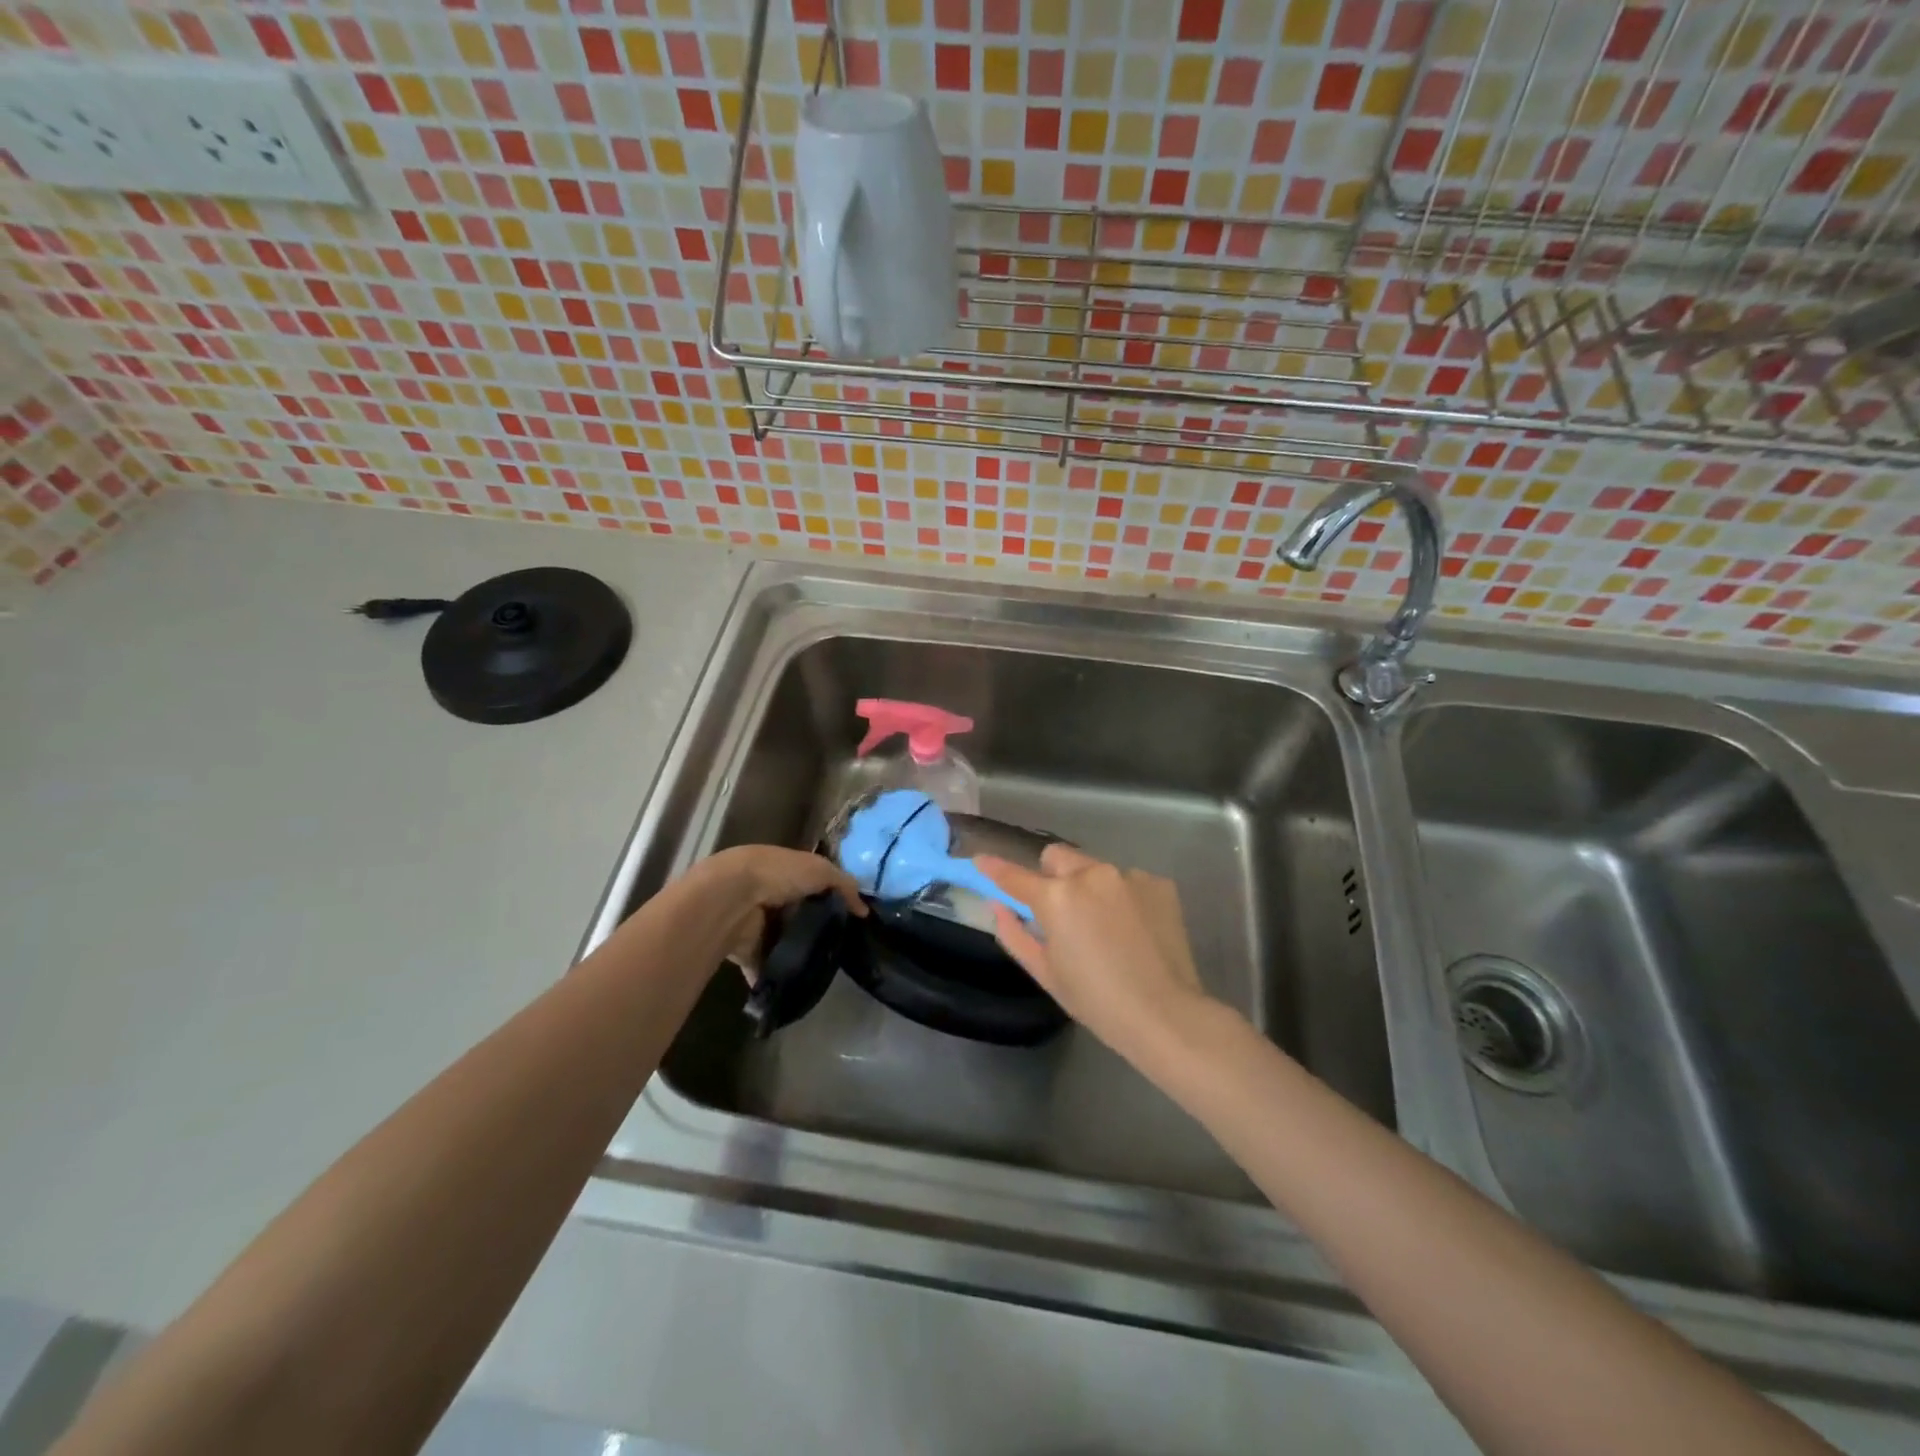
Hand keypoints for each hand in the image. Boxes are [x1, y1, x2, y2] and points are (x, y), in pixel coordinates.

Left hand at [689, 845, 865, 976]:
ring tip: (823, 970)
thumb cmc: (778, 875)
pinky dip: (775, 977)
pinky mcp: (745, 949)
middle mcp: (770, 896)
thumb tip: (863, 910)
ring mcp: (756, 924)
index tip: (850, 920)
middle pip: (798, 916)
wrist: (731, 898)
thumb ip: (844, 886)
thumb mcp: (820, 871)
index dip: (830, 899)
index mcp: (785, 871)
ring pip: (783, 942)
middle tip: (840, 949)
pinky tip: (796, 987)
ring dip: (797, 955)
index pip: (812, 885)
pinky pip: (764, 967)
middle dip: (815, 930)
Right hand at [975, 845, 1210, 1061]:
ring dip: (1091, 887)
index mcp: (1057, 897)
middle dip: (1053, 877)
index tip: (982, 860)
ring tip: (1107, 927)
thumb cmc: (1096, 1001)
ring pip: (1095, 868)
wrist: (1165, 1013)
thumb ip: (1014, 934)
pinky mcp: (1158, 882)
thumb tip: (998, 907)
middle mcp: (1091, 873)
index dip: (995, 868)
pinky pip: (1128, 881)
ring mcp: (1128, 875)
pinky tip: (1136, 929)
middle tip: (1063, 913)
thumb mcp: (1046, 973)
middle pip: (1058, 858)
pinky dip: (1125, 897)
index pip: (1015, 875)